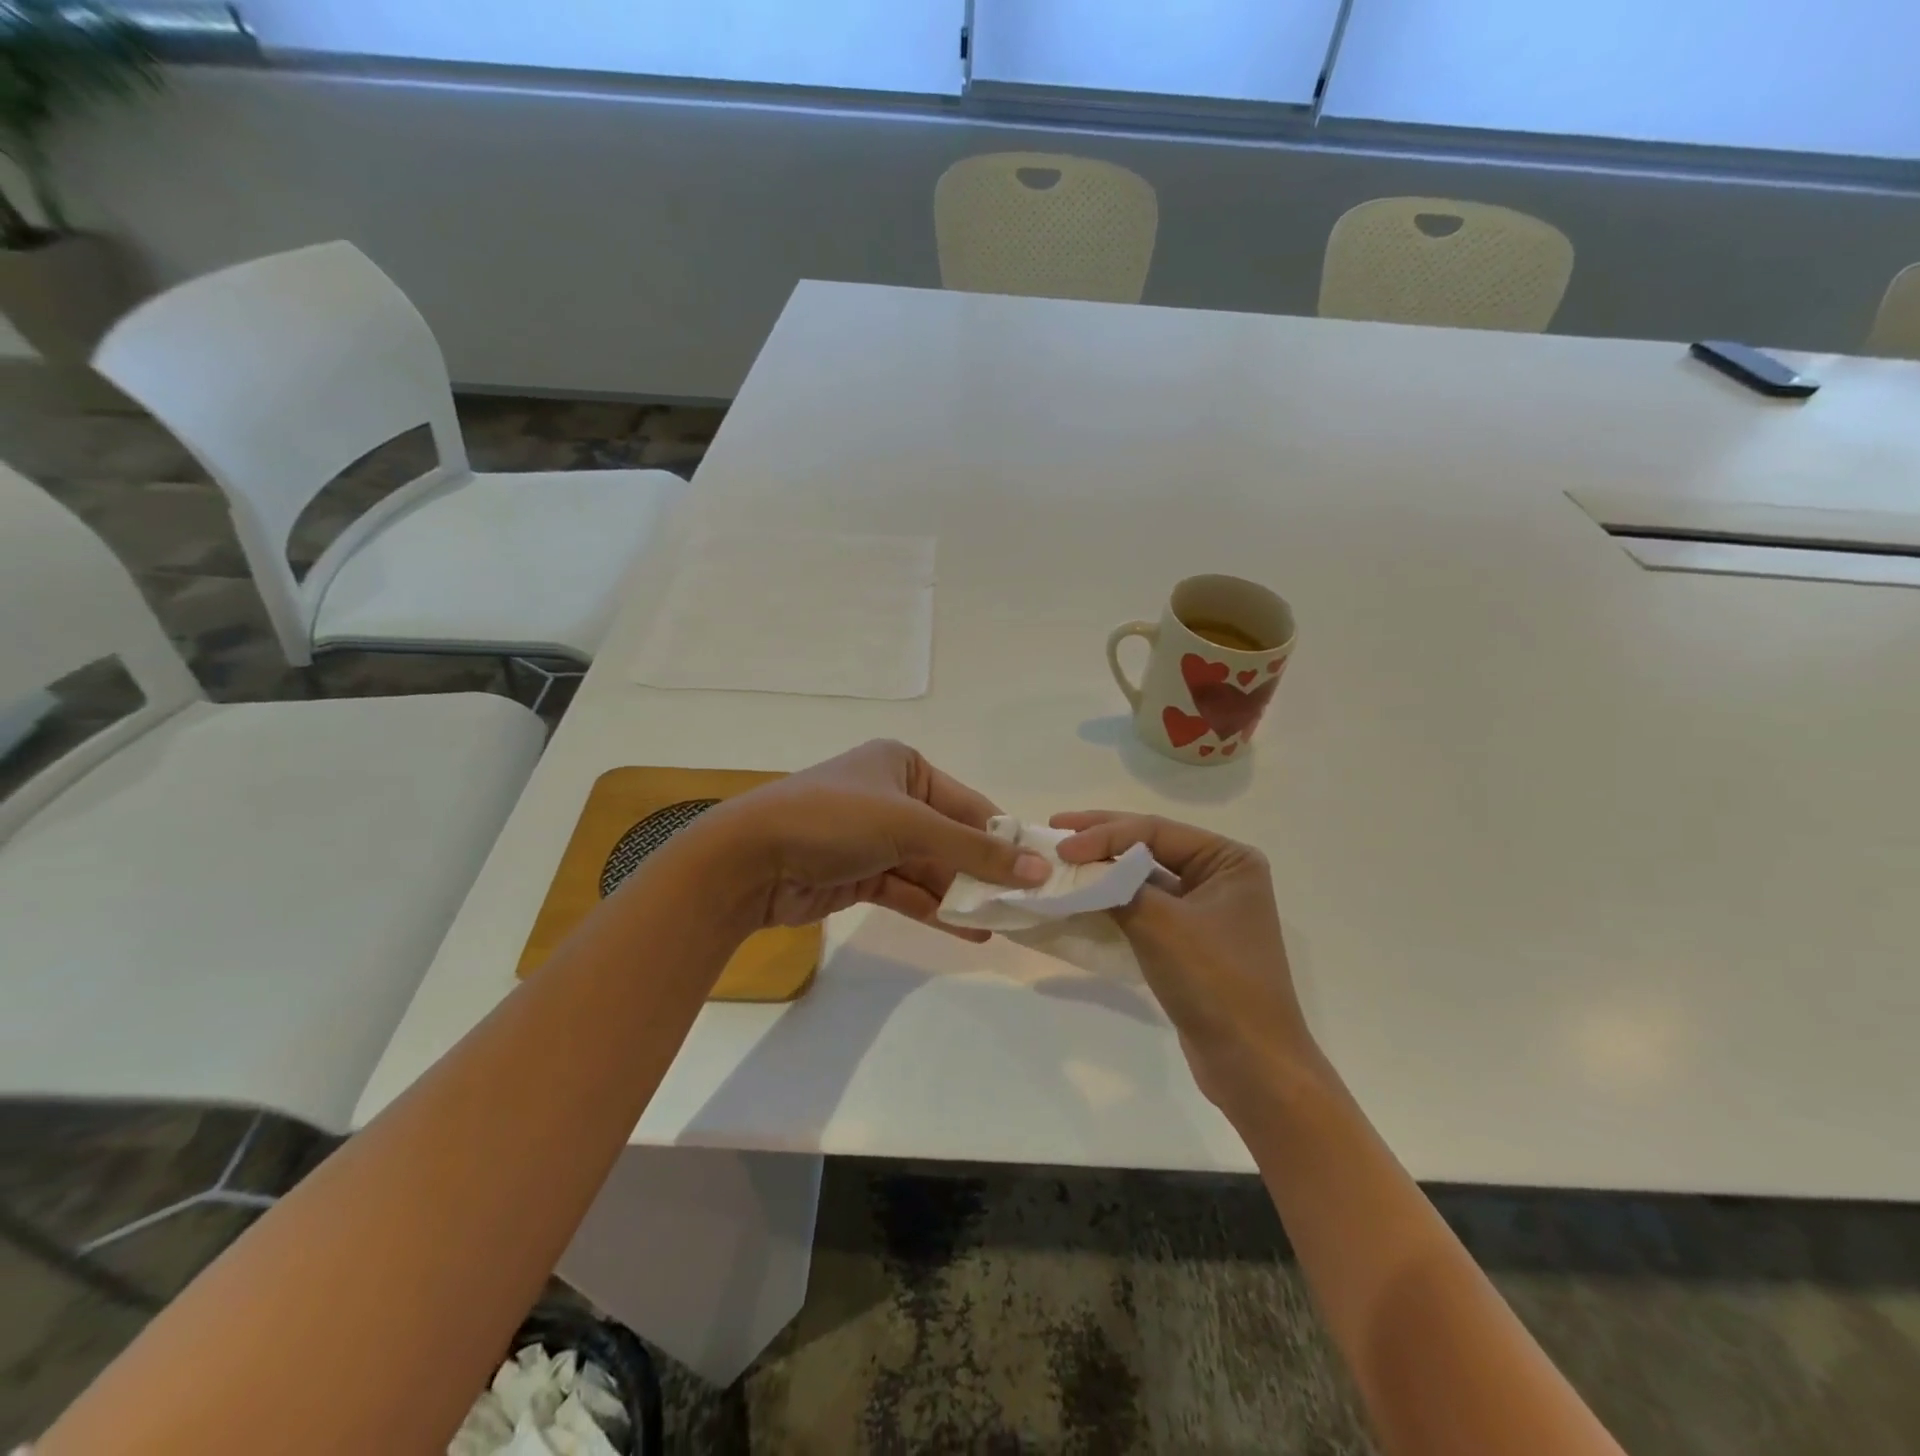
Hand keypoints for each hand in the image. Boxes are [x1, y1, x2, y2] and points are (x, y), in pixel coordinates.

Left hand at [684, 741, 1049, 937]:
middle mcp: (891, 797)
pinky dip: (936, 909)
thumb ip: (974, 851)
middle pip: (951, 838)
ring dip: (963, 895)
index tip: (1040, 870)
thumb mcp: (910, 825)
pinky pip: (908, 891)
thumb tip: (1038, 870)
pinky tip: (971, 930)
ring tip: (1007, 923)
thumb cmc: (835, 820)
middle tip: (1027, 905)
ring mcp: (874, 839)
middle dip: (984, 872)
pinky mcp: (859, 875)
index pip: (968, 804)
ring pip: (931, 869)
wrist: (750, 860)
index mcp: (904, 766)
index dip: (1002, 838)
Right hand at [1053, 812, 1321, 1109]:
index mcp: (1229, 859)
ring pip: (1144, 878)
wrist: (1251, 1064)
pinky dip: (1113, 900)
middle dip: (1101, 839)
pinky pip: (1145, 908)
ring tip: (1061, 860)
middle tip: (1054, 829)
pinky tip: (1082, 896)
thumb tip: (1077, 868)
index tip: (1061, 845)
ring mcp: (1205, 909)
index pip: (1155, 830)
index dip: (1104, 833)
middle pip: (1150, 846)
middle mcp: (1220, 876)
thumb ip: (1117, 886)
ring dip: (1104, 870)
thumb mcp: (1160, 924)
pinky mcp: (1189, 940)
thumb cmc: (1215, 981)